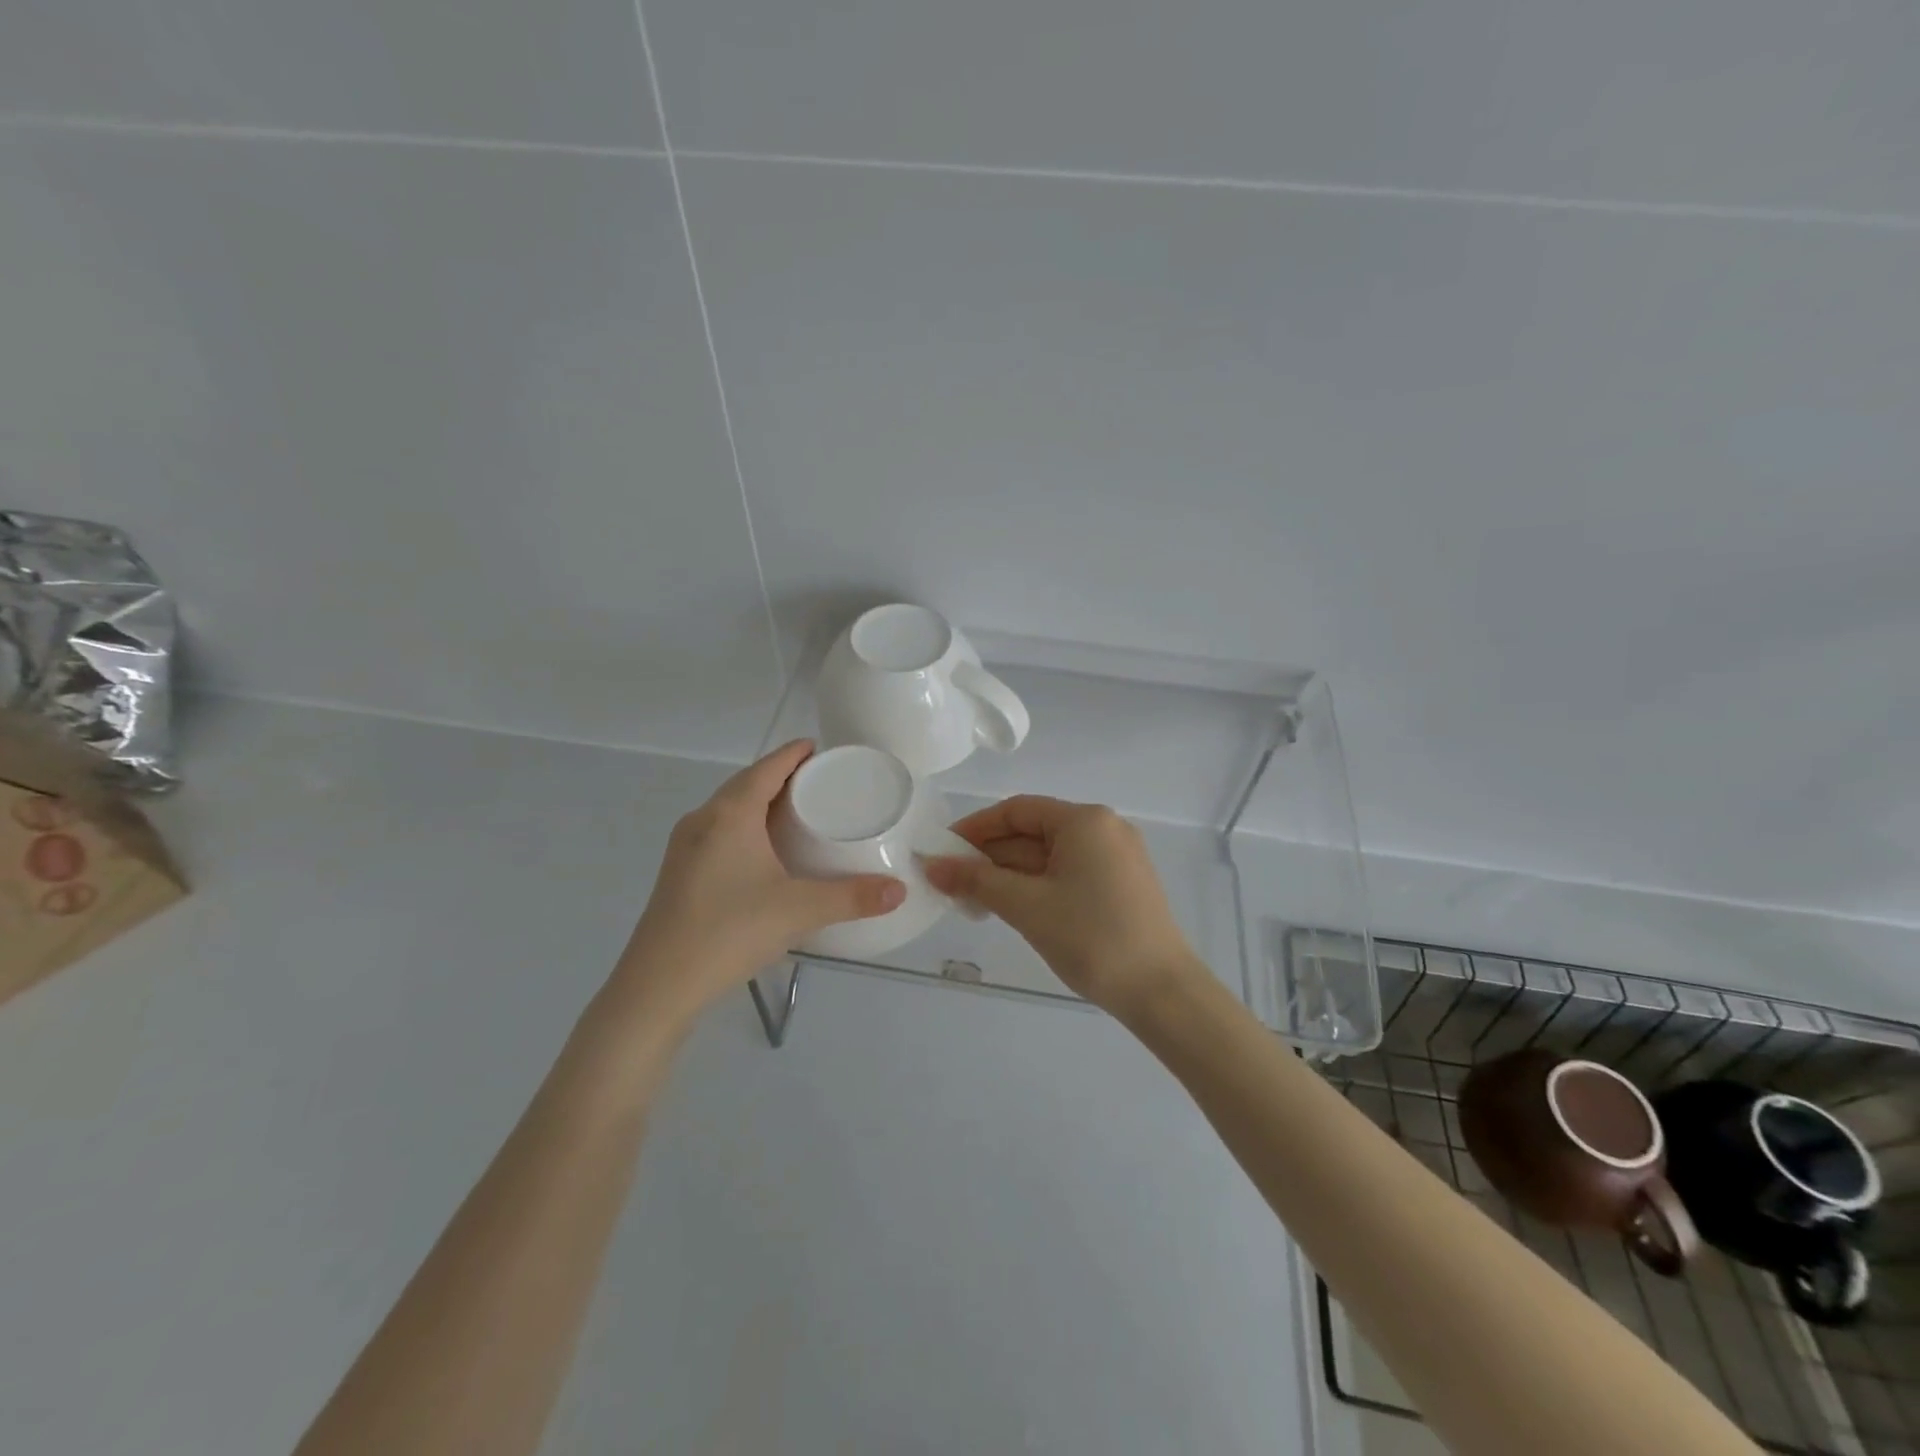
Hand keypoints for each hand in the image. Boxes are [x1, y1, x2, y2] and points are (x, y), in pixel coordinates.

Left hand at [611, 741, 905, 1027]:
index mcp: (730, 814)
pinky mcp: (679, 873)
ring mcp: (685, 847)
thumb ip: (852, 898)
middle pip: (746, 783)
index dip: (795, 754)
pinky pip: (719, 832)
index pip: (767, 767)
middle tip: (820, 783)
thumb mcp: (799, 911)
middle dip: (781, 777)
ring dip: (761, 803)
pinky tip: (763, 852)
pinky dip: (745, 827)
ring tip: (797, 813)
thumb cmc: (730, 932)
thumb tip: (900, 891)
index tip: (822, 749)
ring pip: (729, 809)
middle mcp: (703, 820)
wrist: (658, 986)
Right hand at [922, 796, 1203, 1019]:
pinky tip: (1012, 907)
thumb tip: (932, 866)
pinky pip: (1069, 873)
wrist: (1162, 992)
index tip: (942, 851)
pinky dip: (1037, 885)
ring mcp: (1117, 857)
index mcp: (1085, 821)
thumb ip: (976, 880)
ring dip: (1010, 874)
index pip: (1017, 810)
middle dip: (990, 856)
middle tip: (951, 883)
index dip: (975, 828)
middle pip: (1033, 832)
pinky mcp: (1122, 885)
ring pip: (1050, 855)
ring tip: (974, 901)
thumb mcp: (1027, 906)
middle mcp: (1104, 828)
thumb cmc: (1091, 938)